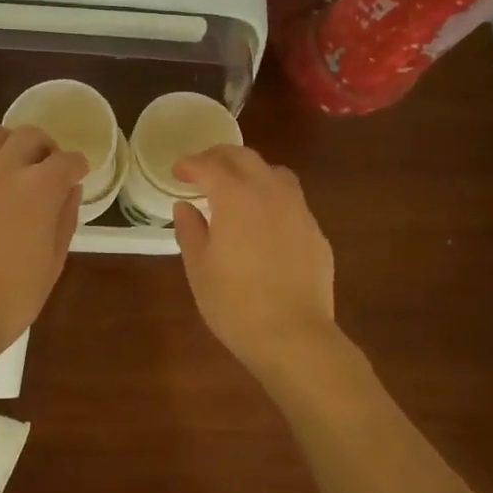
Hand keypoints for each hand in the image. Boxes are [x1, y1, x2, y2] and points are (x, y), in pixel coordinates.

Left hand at [0, 125, 85, 363]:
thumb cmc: (11, 296)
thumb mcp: (53, 262)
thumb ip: (64, 218)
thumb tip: (70, 190)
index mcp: (39, 187)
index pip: (67, 160)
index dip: (77, 166)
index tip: (78, 175)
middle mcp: (4, 169)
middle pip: (30, 136)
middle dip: (46, 148)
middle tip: (47, 168)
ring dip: (10, 144)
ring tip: (12, 165)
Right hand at [172, 147, 336, 377]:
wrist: (294, 336)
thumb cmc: (235, 303)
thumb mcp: (199, 268)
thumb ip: (190, 230)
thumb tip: (185, 207)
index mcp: (235, 197)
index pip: (209, 166)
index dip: (190, 165)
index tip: (177, 171)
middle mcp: (270, 193)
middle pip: (244, 157)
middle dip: (219, 156)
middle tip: (202, 167)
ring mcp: (299, 211)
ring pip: (275, 173)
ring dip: (252, 171)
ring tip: (237, 187)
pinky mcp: (316, 233)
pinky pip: (292, 202)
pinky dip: (273, 199)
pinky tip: (265, 223)